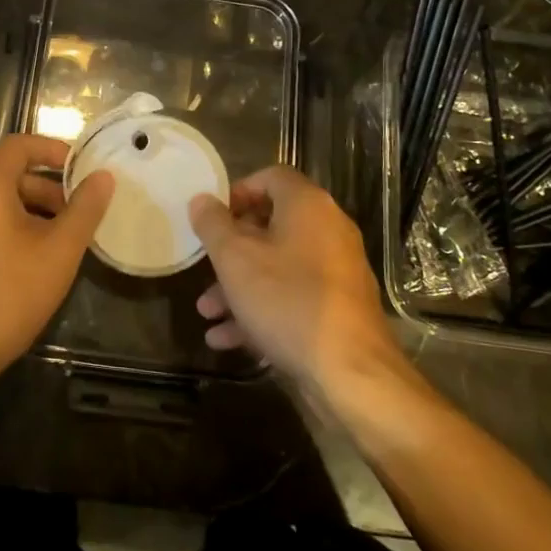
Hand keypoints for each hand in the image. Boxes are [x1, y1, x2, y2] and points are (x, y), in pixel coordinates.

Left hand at [0, 134, 112, 405]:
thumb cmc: (8, 294)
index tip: (82, 168)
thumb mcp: (59, 251)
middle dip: (50, 188)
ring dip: (35, 212)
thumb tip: (103, 177)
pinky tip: (35, 264)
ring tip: (64, 243)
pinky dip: (14, 230)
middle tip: (80, 215)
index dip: (54, 149)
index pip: (20, 144)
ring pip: (0, 203)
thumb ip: (85, 209)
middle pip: (11, 174)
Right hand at [187, 166, 398, 396]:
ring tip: (207, 313)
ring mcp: (336, 272)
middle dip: (230, 250)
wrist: (349, 373)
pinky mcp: (338, 309)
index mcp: (308, 206)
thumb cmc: (286, 300)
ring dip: (238, 287)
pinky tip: (228, 340)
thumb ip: (213, 224)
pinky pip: (292, 297)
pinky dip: (261, 311)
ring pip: (277, 267)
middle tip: (205, 268)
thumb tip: (202, 200)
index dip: (237, 192)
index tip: (212, 218)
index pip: (271, 177)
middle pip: (271, 226)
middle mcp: (328, 231)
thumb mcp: (235, 258)